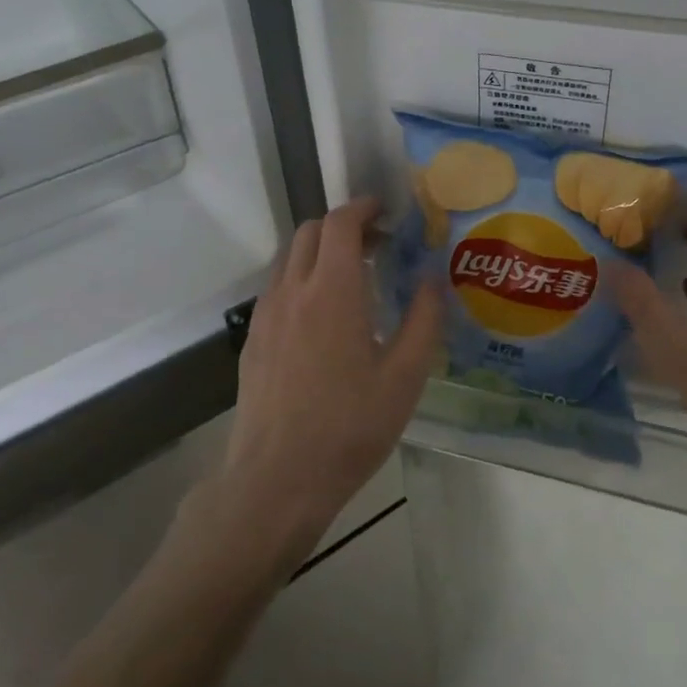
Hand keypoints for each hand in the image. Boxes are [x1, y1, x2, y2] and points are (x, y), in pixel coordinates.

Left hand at [221, 197, 443, 562]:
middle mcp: (292, 290)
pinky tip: (322, 317)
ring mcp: (265, 314)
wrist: (276, 479)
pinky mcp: (253, 339)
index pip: (340, 223)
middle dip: (344, 225)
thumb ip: (423, 320)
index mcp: (332, 290)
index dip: (363, 207)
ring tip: (351, 278)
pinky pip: (277, 287)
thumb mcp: (404, 377)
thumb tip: (433, 278)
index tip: (386, 211)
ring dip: (320, 251)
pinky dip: (301, 279)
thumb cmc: (349, 427)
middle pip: (311, 231)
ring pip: (289, 258)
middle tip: (376, 246)